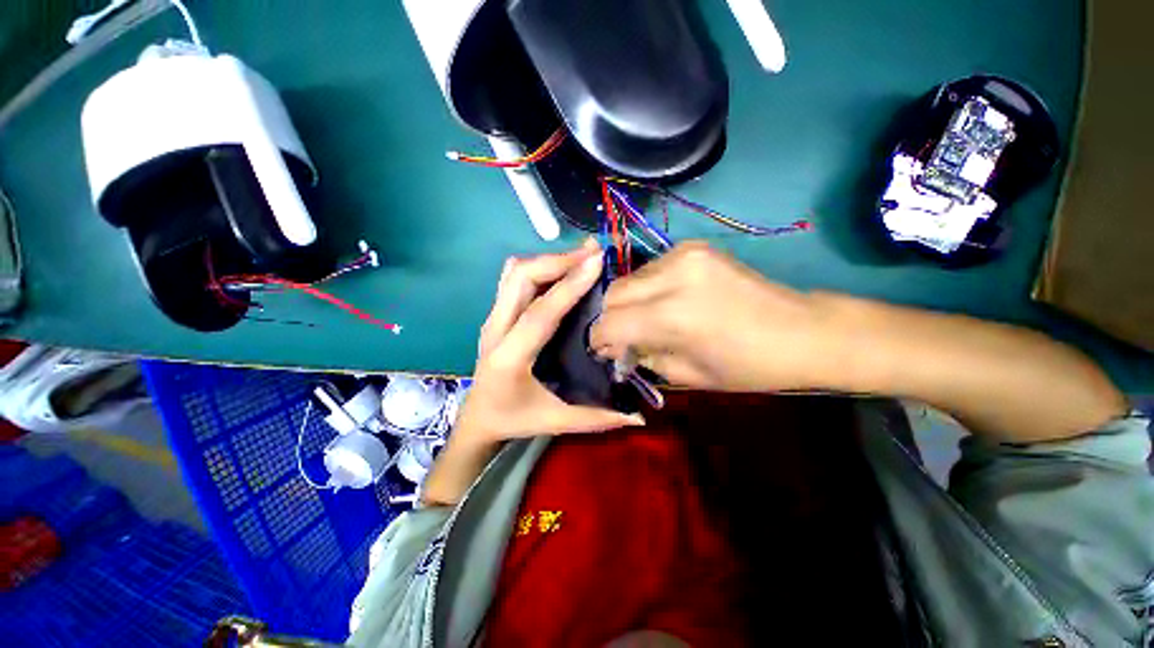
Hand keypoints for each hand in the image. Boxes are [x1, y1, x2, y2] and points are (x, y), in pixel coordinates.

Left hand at [455, 239, 644, 445]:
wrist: (476, 418)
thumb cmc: (513, 420)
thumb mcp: (554, 422)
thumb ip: (597, 419)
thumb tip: (639, 417)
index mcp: (510, 357)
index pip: (540, 313)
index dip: (569, 285)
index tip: (597, 262)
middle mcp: (495, 329)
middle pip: (520, 278)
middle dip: (558, 260)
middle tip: (593, 253)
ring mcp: (492, 318)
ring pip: (514, 272)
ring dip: (548, 259)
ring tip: (581, 257)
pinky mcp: (495, 313)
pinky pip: (513, 278)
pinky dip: (538, 266)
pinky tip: (561, 269)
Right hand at [590, 242, 831, 391]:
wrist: (803, 331)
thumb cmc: (749, 366)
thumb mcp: (687, 375)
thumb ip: (642, 356)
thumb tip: (615, 345)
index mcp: (673, 316)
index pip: (609, 322)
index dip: (598, 338)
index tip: (602, 350)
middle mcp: (673, 275)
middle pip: (613, 292)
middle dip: (609, 317)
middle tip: (620, 336)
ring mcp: (684, 254)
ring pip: (629, 278)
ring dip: (628, 302)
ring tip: (644, 320)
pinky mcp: (694, 247)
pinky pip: (650, 269)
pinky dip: (647, 288)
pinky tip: (664, 302)